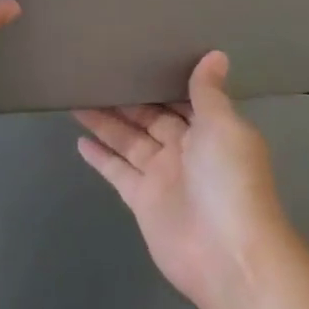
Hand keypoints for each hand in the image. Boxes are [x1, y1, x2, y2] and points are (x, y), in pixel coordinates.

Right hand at [74, 52, 290, 308]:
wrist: (227, 253)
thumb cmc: (230, 181)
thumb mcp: (223, 127)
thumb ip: (209, 93)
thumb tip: (216, 55)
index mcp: (210, 129)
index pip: (182, 97)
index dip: (161, 79)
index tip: (138, 54)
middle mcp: (186, 149)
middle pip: (151, 117)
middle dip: (128, 98)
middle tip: (96, 71)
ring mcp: (163, 175)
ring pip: (129, 140)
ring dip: (107, 122)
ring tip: (78, 96)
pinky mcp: (142, 200)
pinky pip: (118, 171)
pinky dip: (101, 157)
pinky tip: (80, 139)